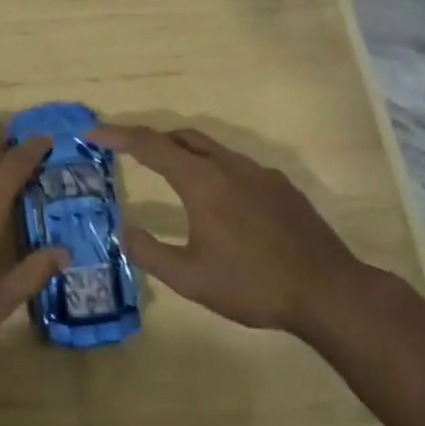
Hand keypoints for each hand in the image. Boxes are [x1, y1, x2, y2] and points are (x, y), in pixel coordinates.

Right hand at [92, 124, 369, 335]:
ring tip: (170, 177)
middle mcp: (229, 166)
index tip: (94, 133)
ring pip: (212, 149)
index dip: (118, 135)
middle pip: (182, 137)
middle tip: (129, 152)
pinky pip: (237, 166)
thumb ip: (150, 253)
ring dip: (184, 154)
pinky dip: (213, 169)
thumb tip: (123, 231)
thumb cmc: (253, 284)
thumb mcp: (190, 278)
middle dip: (151, 139)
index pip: (150, 145)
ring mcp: (259, 173)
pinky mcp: (281, 186)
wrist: (330, 292)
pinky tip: (219, 203)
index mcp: (202, 181)